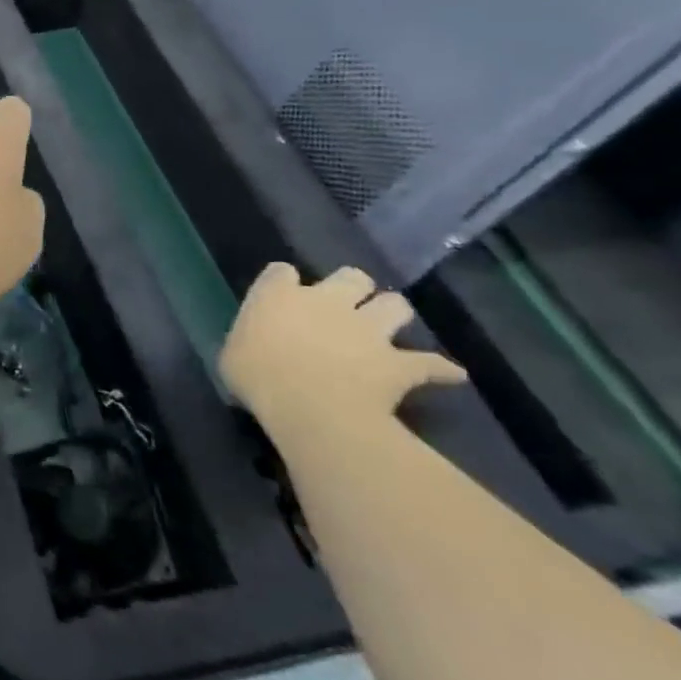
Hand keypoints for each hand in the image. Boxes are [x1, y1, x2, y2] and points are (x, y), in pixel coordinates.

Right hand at [220, 264, 465, 436]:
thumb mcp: (232, 356)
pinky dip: (439, 369)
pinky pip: (431, 363)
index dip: (284, 283)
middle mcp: (326, 301)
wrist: (309, 407)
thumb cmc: (257, 376)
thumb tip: (254, 346)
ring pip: (395, 306)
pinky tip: (448, 375)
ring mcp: (367, 330)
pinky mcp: (398, 363)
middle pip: (350, 277)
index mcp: (279, 296)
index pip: (282, 272)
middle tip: (343, 307)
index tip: (282, 297)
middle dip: (352, 288)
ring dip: (393, 314)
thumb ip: (249, 341)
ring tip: (388, 329)